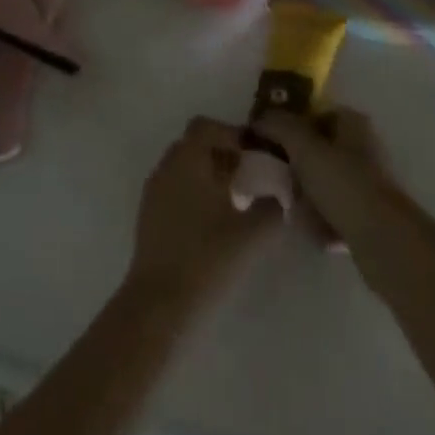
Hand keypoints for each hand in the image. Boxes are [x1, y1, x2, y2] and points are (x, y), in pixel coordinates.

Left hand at [128, 117, 281, 306]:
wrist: (159, 308)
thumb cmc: (206, 260)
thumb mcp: (251, 235)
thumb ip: (274, 209)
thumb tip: (287, 195)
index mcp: (188, 158)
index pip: (207, 126)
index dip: (233, 134)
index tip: (256, 155)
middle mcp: (167, 166)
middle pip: (195, 144)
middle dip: (222, 154)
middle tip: (249, 177)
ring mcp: (153, 192)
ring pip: (184, 168)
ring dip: (208, 175)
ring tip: (234, 203)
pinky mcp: (148, 218)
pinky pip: (174, 190)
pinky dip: (194, 194)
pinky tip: (212, 225)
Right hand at [253, 108, 397, 246]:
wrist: (384, 241)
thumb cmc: (342, 183)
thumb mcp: (303, 147)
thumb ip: (279, 126)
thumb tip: (260, 118)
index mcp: (352, 122)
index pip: (313, 115)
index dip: (290, 128)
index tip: (271, 146)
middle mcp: (363, 147)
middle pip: (316, 153)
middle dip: (297, 171)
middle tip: (282, 185)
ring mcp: (368, 183)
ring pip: (323, 186)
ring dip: (307, 200)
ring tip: (298, 214)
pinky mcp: (370, 216)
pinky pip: (335, 213)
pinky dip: (323, 222)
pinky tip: (317, 233)